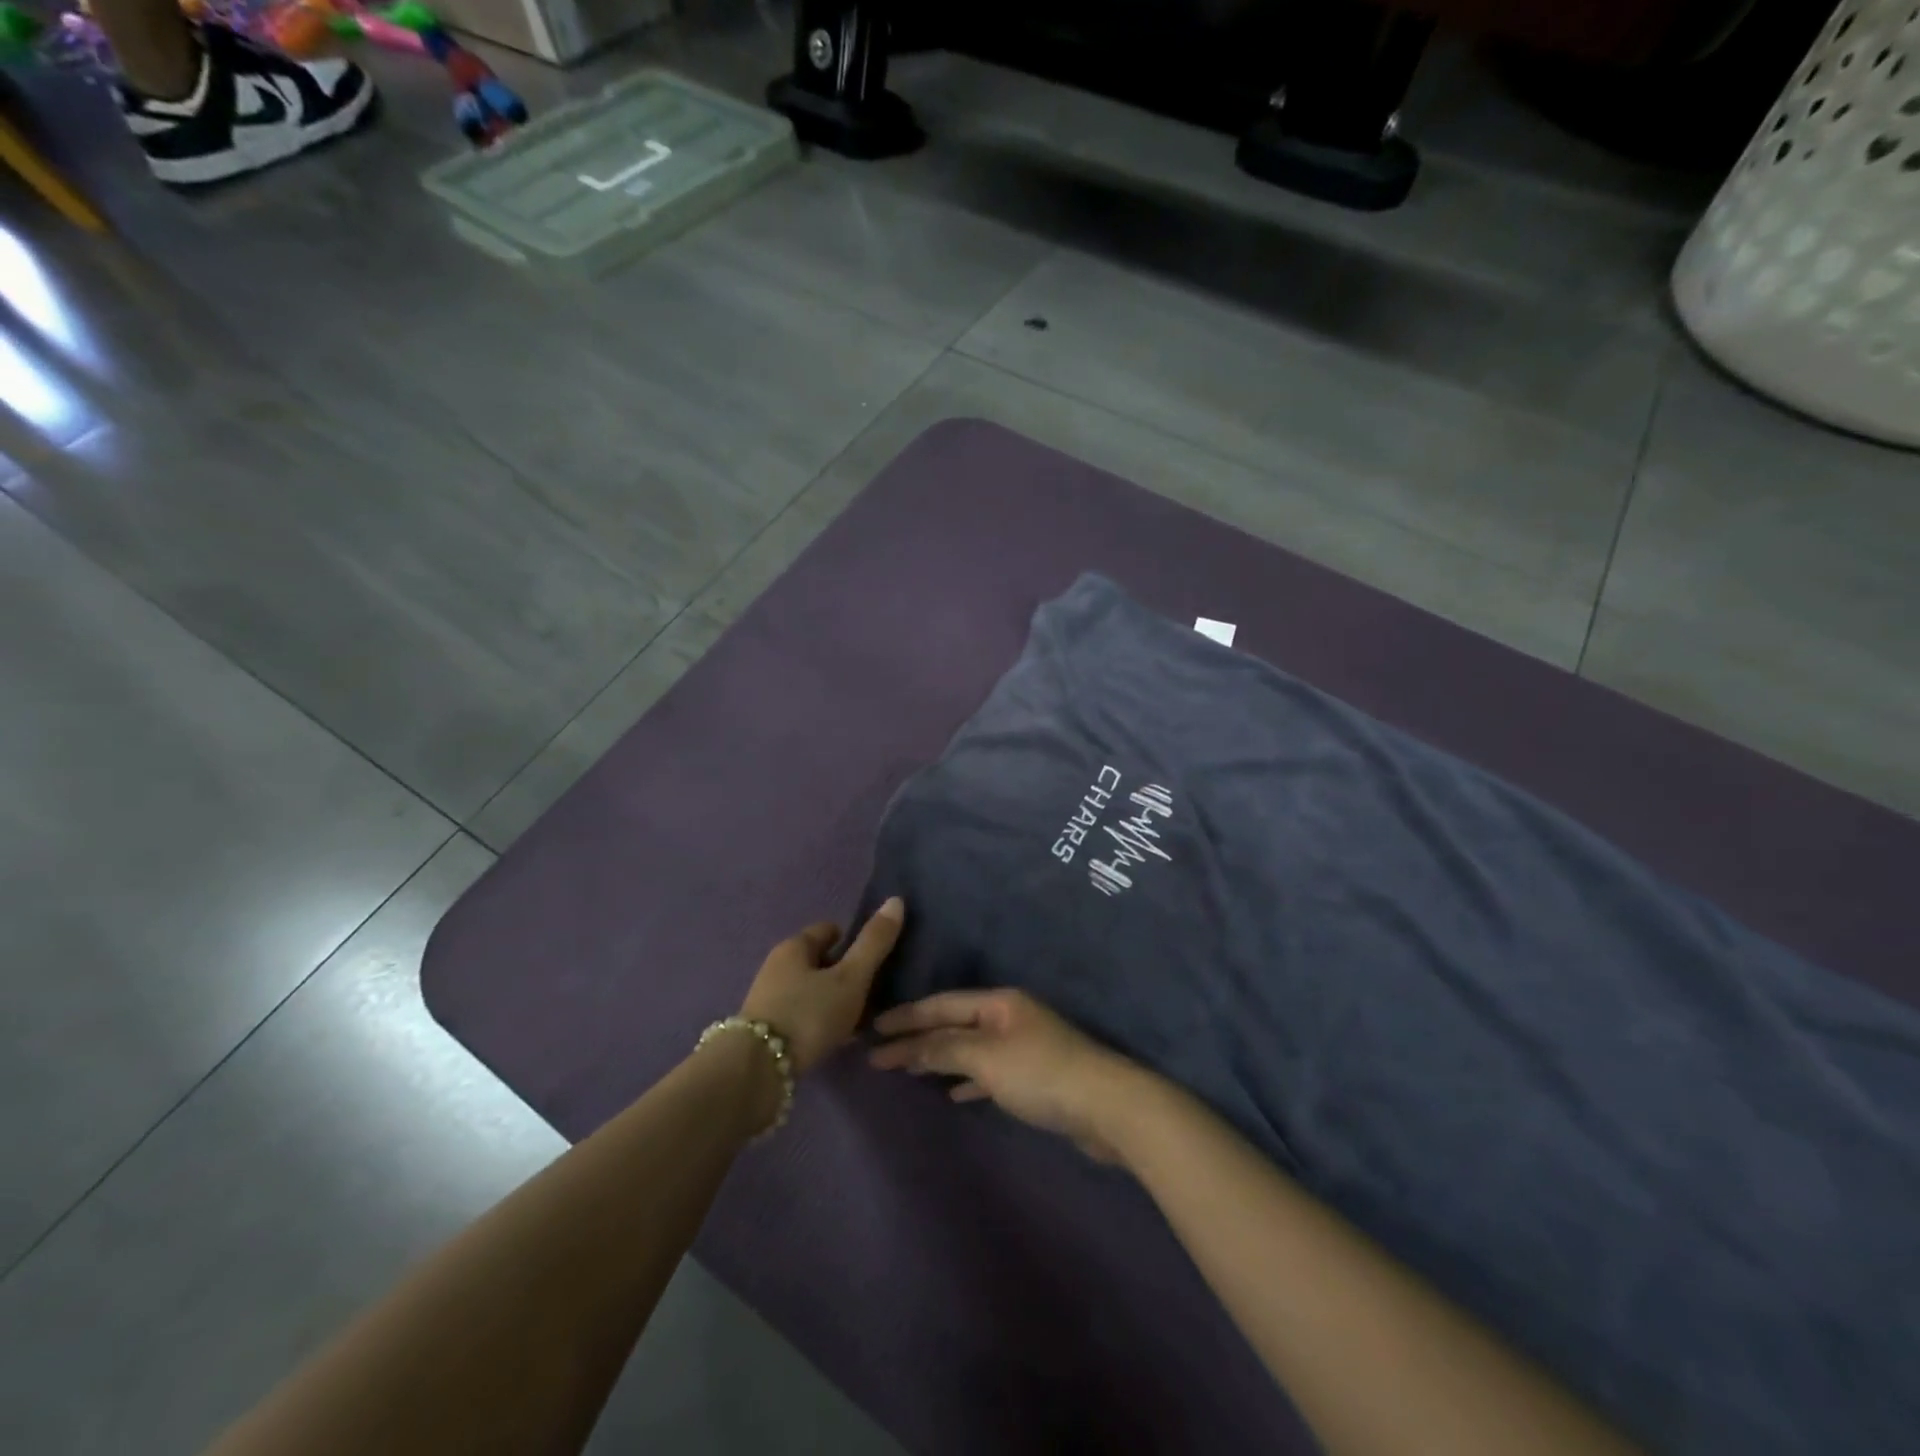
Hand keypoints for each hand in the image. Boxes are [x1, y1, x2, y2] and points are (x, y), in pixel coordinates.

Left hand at [740, 899, 904, 1074]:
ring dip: (831, 999)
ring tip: (857, 1018)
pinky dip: (819, 1020)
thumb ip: (874, 943)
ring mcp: (768, 998)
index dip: (852, 940)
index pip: (828, 930)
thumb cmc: (809, 1014)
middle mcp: (776, 966)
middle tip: (870, 991)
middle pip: (818, 961)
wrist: (757, 1070)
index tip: (873, 958)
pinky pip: (801, 1014)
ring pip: (809, 989)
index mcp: (794, 947)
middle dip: (842, 972)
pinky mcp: (765, 1028)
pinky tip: (835, 1038)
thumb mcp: (851, 978)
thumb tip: (896, 900)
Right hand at [869, 989, 1142, 1162]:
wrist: (1108, 1108)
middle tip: (879, 1052)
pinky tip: (952, 1093)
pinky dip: (966, 1080)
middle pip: (954, 1024)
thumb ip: (944, 1049)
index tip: (872, 1029)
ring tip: (906, 1069)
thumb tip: (904, 1046)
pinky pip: (987, 1072)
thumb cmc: (1042, 1074)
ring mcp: (1023, 1046)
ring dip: (939, 1058)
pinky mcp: (1033, 1077)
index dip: (906, 1016)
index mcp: (999, 1003)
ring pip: (970, 1048)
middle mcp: (1010, 1017)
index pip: (942, 1005)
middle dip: (918, 1038)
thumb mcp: (987, 1058)